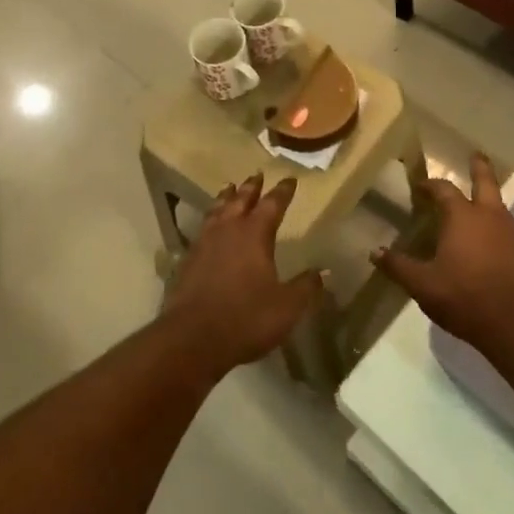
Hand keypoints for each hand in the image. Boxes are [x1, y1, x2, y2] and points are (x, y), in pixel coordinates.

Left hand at [162, 174, 323, 373]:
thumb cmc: (246, 318)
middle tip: (257, 174)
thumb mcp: (287, 307)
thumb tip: (324, 271)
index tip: (290, 179)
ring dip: (226, 197)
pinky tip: (209, 227)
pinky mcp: (188, 260)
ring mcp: (205, 243)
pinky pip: (202, 229)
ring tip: (230, 188)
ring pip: (217, 210)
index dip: (282, 191)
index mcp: (255, 234)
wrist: (192, 338)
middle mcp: (229, 230)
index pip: (272, 204)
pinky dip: (210, 220)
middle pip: (241, 199)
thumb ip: (306, 286)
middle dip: (251, 187)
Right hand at [372, 153, 513, 353]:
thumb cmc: (464, 295)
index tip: (421, 185)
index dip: (431, 185)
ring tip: (477, 196)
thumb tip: (374, 252)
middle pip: (485, 182)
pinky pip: (504, 225)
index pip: (444, 189)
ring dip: (488, 194)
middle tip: (475, 154)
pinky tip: (485, 234)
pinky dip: (493, 220)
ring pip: (497, 203)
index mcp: (462, 216)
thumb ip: (398, 266)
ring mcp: (508, 233)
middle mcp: (488, 216)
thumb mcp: (423, 284)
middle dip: (479, 167)